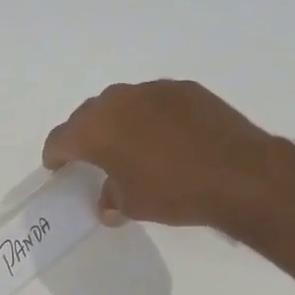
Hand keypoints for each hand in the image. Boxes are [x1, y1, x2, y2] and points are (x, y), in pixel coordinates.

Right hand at [42, 80, 278, 228]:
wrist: (239, 174)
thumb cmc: (173, 193)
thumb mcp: (133, 204)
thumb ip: (111, 198)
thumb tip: (108, 202)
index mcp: (96, 129)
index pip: (61, 139)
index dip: (55, 155)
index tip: (57, 166)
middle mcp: (118, 101)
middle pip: (88, 115)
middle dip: (84, 135)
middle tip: (90, 156)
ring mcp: (153, 91)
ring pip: (121, 103)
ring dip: (117, 122)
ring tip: (128, 144)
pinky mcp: (185, 89)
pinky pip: (154, 101)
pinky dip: (149, 116)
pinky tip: (164, 137)